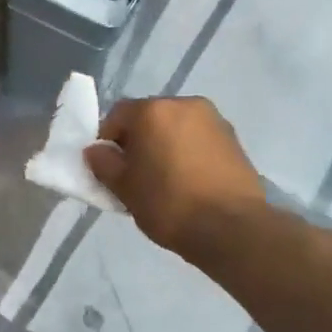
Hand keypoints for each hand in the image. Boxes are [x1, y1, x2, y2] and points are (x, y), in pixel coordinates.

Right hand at [84, 97, 266, 260]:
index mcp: (153, 111)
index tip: (108, 167)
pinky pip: (198, 139)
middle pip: (149, 117)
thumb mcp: (123, 187)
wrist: (231, 227)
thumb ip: (103, 163)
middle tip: (135, 174)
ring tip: (164, 180)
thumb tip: (97, 151)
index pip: (117, 115)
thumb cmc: (168, 203)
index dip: (107, 140)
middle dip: (138, 141)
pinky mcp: (234, 139)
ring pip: (175, 128)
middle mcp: (185, 104)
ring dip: (164, 145)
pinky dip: (187, 153)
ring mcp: (214, 120)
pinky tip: (188, 181)